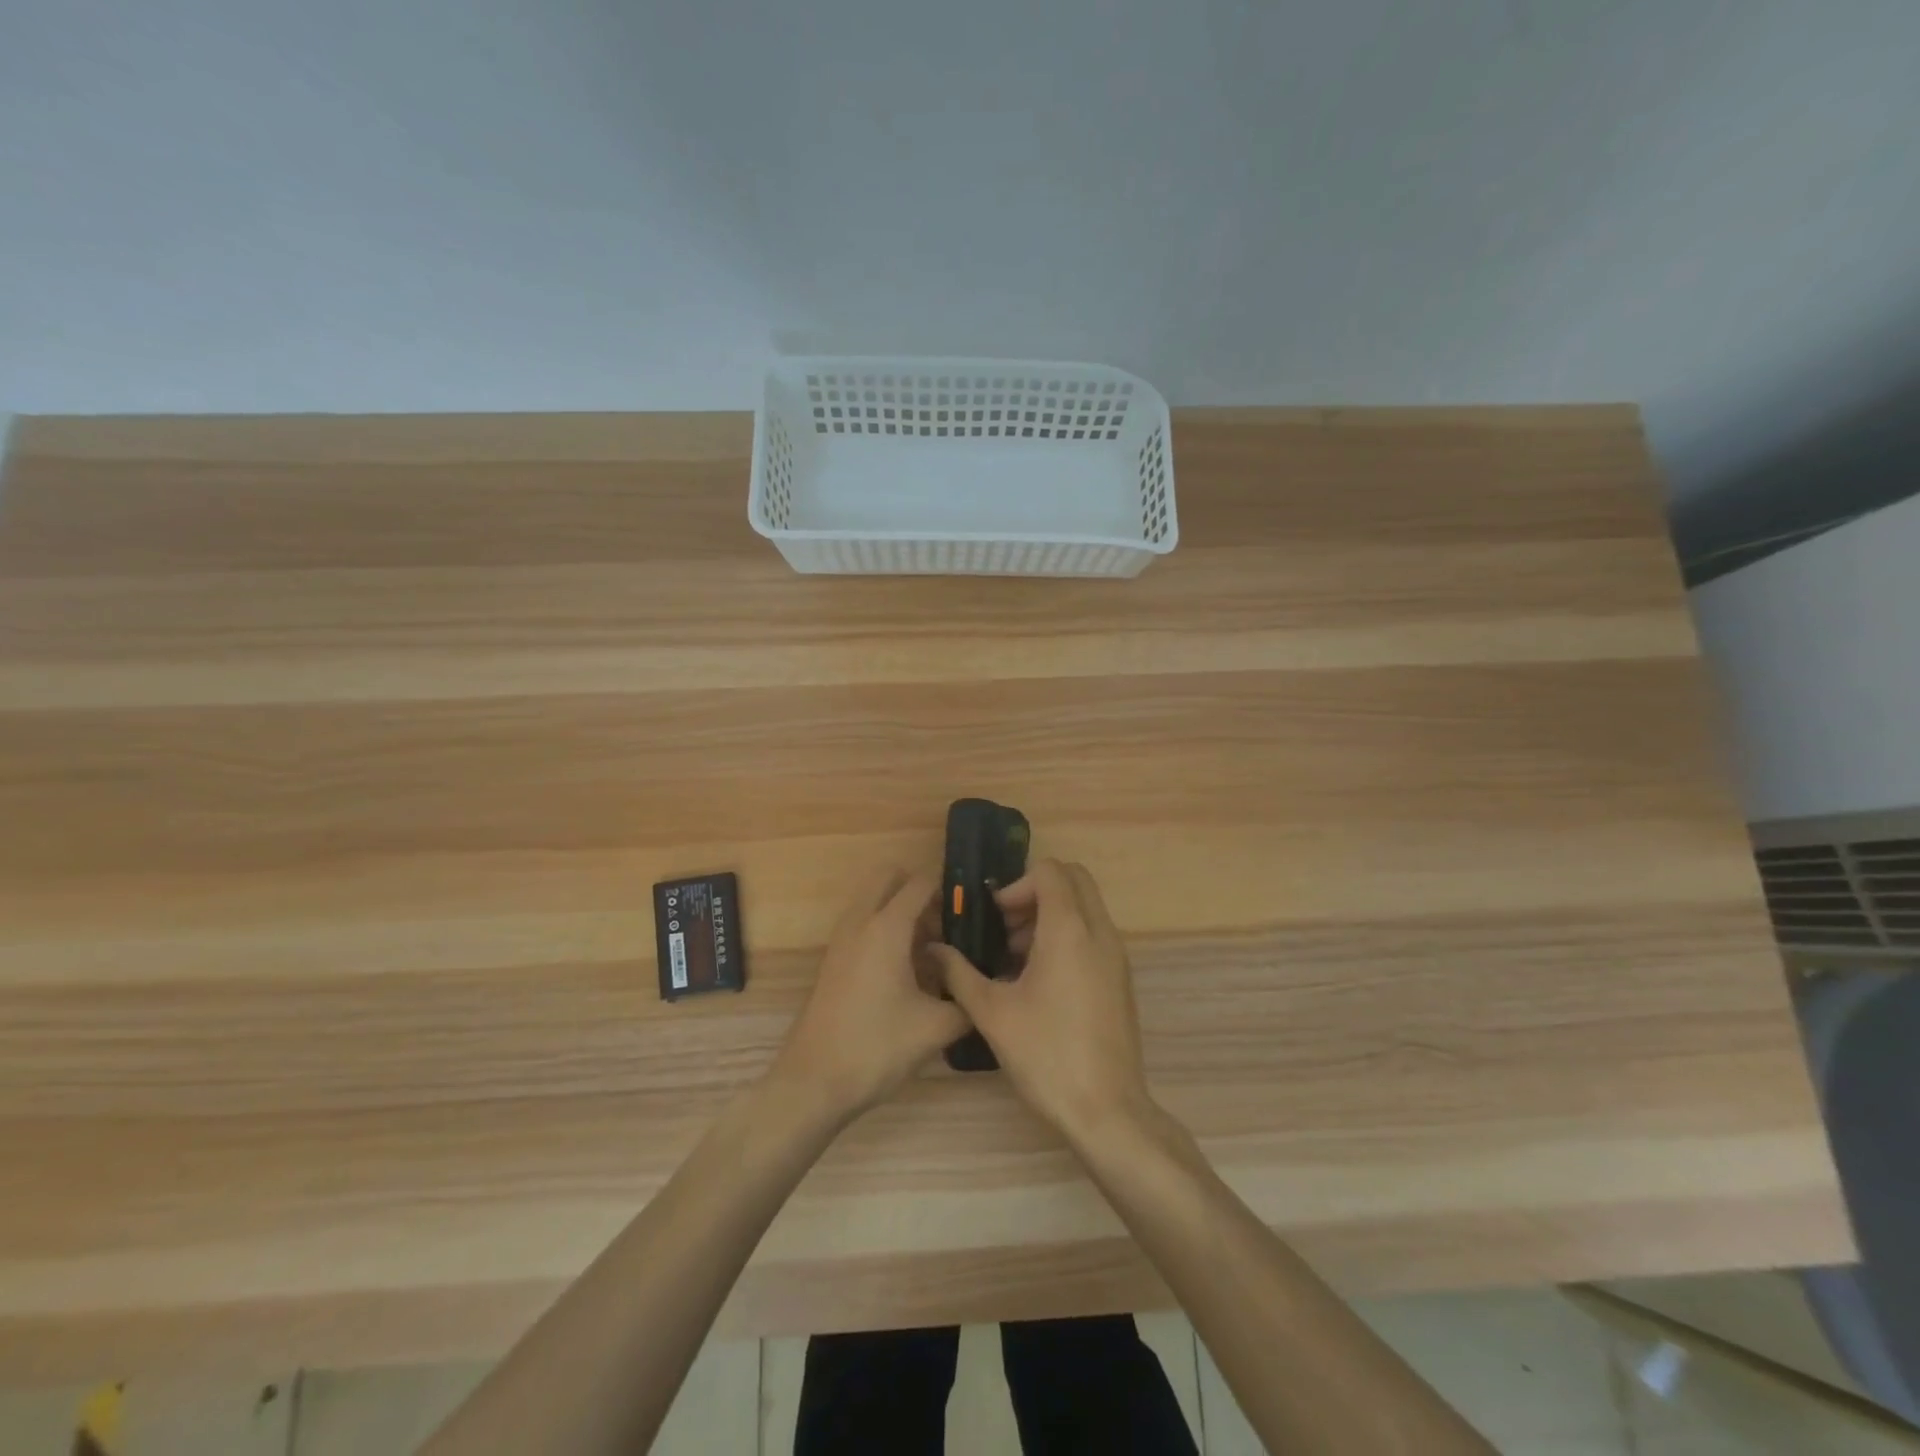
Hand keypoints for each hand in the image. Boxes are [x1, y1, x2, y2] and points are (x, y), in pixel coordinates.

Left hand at [769, 868, 969, 1123]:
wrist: (813, 1083)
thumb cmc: (876, 1048)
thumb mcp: (936, 1028)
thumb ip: (967, 1002)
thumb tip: (983, 990)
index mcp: (886, 927)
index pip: (920, 883)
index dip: (950, 889)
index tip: (976, 908)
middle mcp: (860, 922)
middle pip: (889, 878)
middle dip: (920, 891)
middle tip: (948, 924)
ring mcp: (841, 940)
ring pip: (874, 901)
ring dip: (902, 912)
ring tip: (935, 950)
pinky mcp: (834, 960)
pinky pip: (864, 925)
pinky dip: (886, 930)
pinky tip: (910, 971)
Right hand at [930, 859, 1153, 1143]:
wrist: (1107, 1110)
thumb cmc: (1046, 1055)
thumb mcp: (992, 1013)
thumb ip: (959, 973)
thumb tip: (934, 950)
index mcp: (1069, 930)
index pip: (1051, 871)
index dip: (1018, 884)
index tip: (996, 917)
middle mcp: (1100, 933)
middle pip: (1074, 880)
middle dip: (1036, 892)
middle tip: (1005, 927)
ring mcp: (1116, 956)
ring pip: (1085, 907)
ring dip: (1050, 915)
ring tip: (1014, 958)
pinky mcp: (1120, 978)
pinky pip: (1093, 934)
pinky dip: (1067, 936)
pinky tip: (1037, 980)